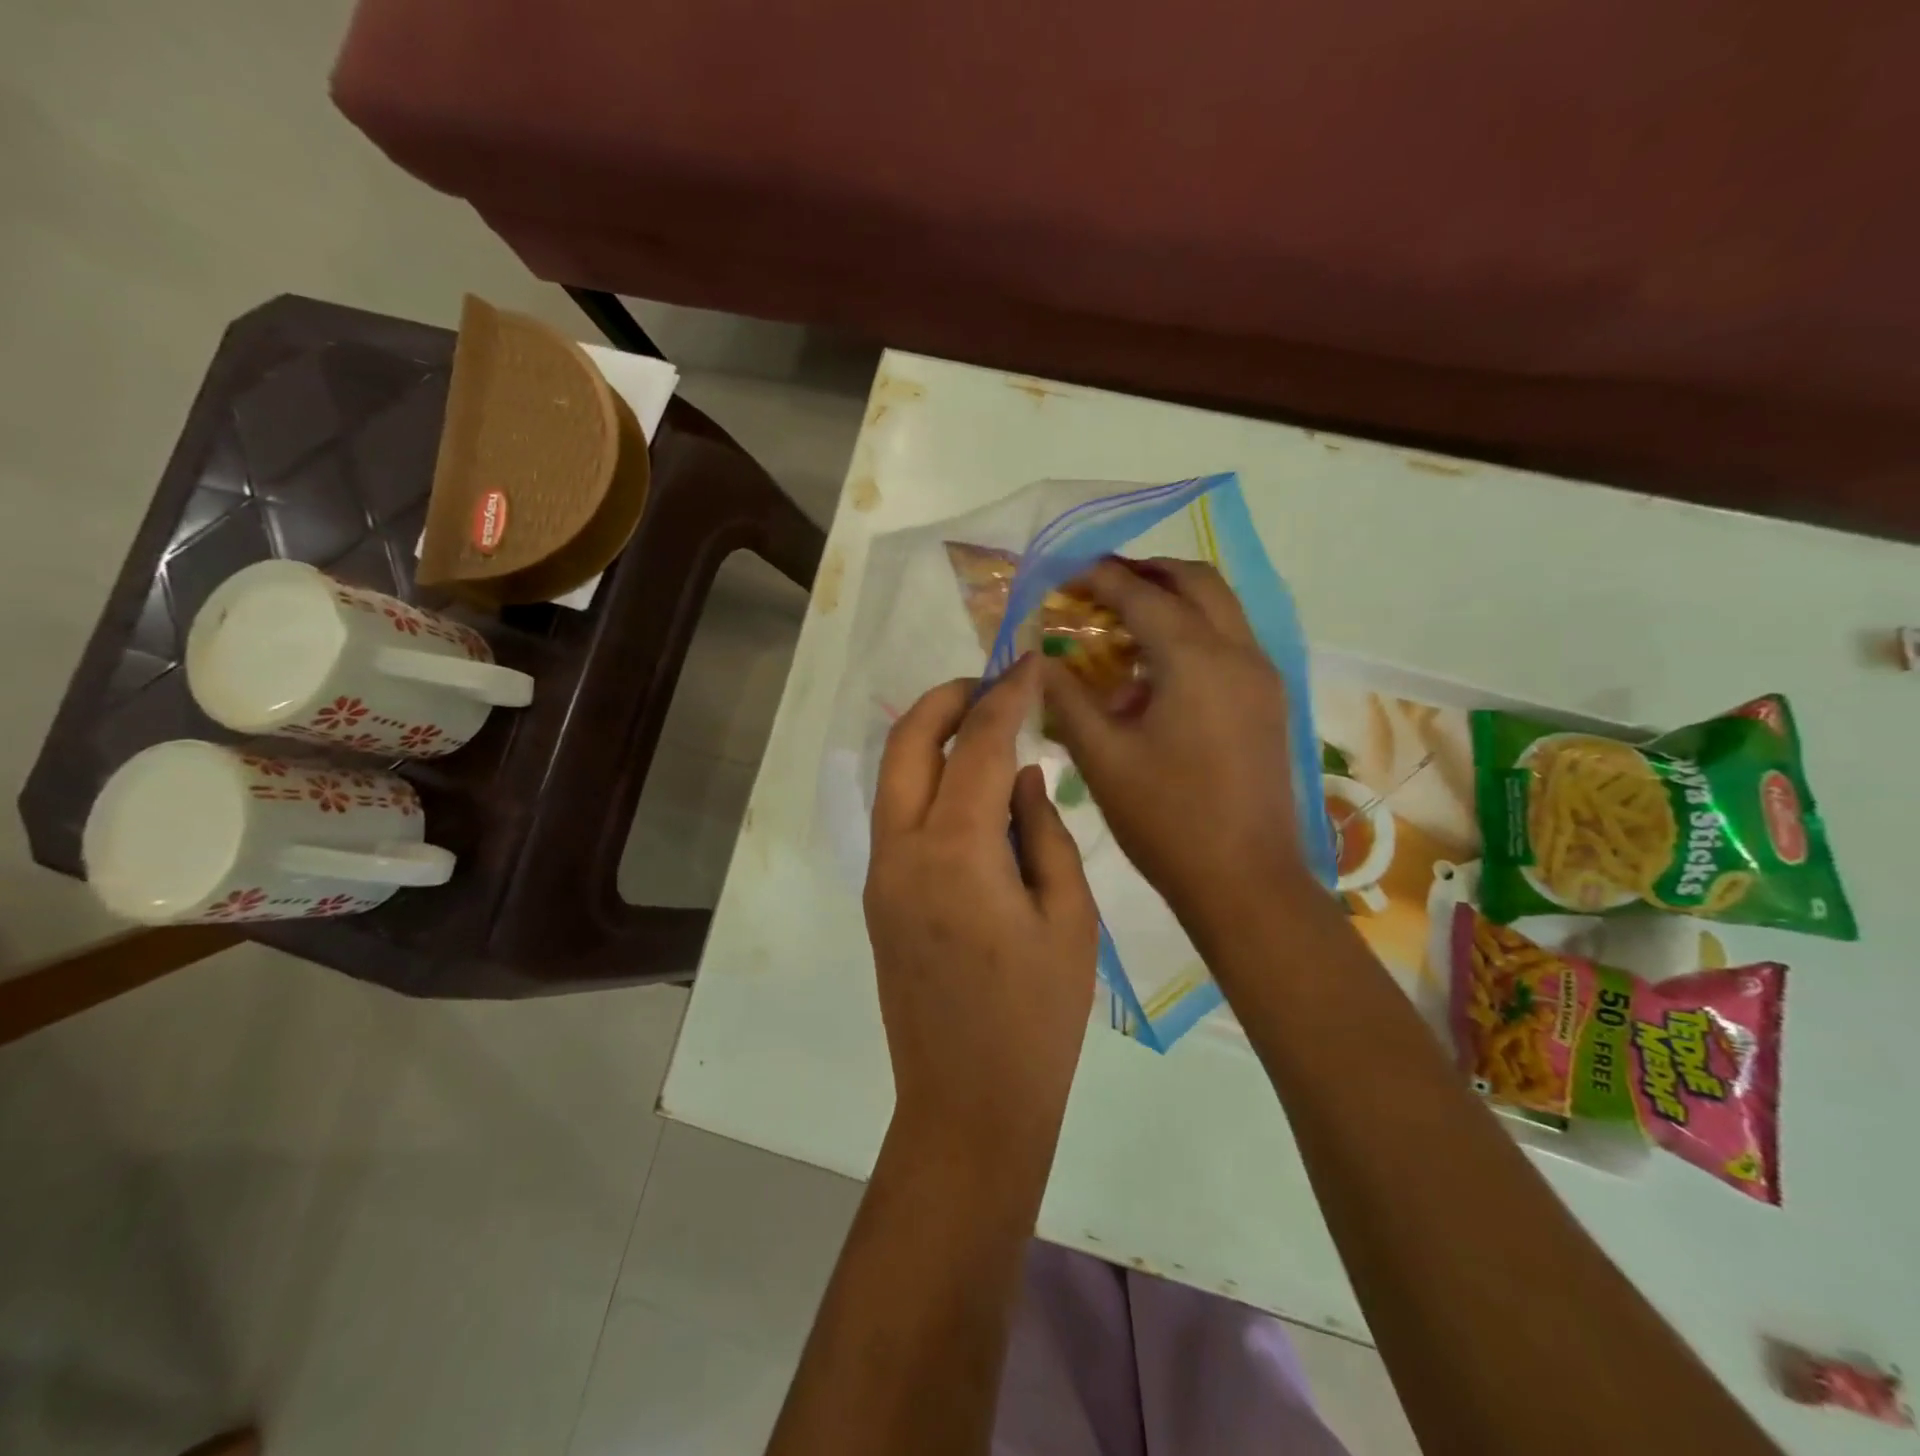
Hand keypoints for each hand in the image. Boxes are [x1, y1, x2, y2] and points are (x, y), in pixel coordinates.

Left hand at [864, 656, 1098, 1170]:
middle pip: (909, 742)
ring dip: (931, 735)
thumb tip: (1024, 776)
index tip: (1031, 663)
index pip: (979, 744)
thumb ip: (1043, 832)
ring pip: (894, 775)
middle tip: (993, 684)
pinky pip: (898, 812)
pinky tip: (971, 787)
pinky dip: (926, 778)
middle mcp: (902, 849)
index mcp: (955, 851)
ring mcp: (882, 872)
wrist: (968, 1104)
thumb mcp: (1067, 918)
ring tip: (984, 725)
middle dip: (948, 699)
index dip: (1006, 695)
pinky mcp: (880, 895)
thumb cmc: (1037, 1019)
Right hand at [1041, 559, 1317, 929]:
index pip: (1141, 595)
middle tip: (1100, 586)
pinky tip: (1156, 671)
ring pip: (1220, 608)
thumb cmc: (1166, 820)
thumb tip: (1037, 660)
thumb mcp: (1102, 758)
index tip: (1063, 575)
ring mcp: (1261, 677)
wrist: (1245, 881)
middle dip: (1146, 572)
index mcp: (1196, 661)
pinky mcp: (1269, 702)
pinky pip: (1230, 642)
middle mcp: (1238, 653)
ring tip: (1123, 624)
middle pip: (1196, 581)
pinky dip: (1193, 632)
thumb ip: (1066, 698)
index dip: (1099, 578)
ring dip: (1173, 600)